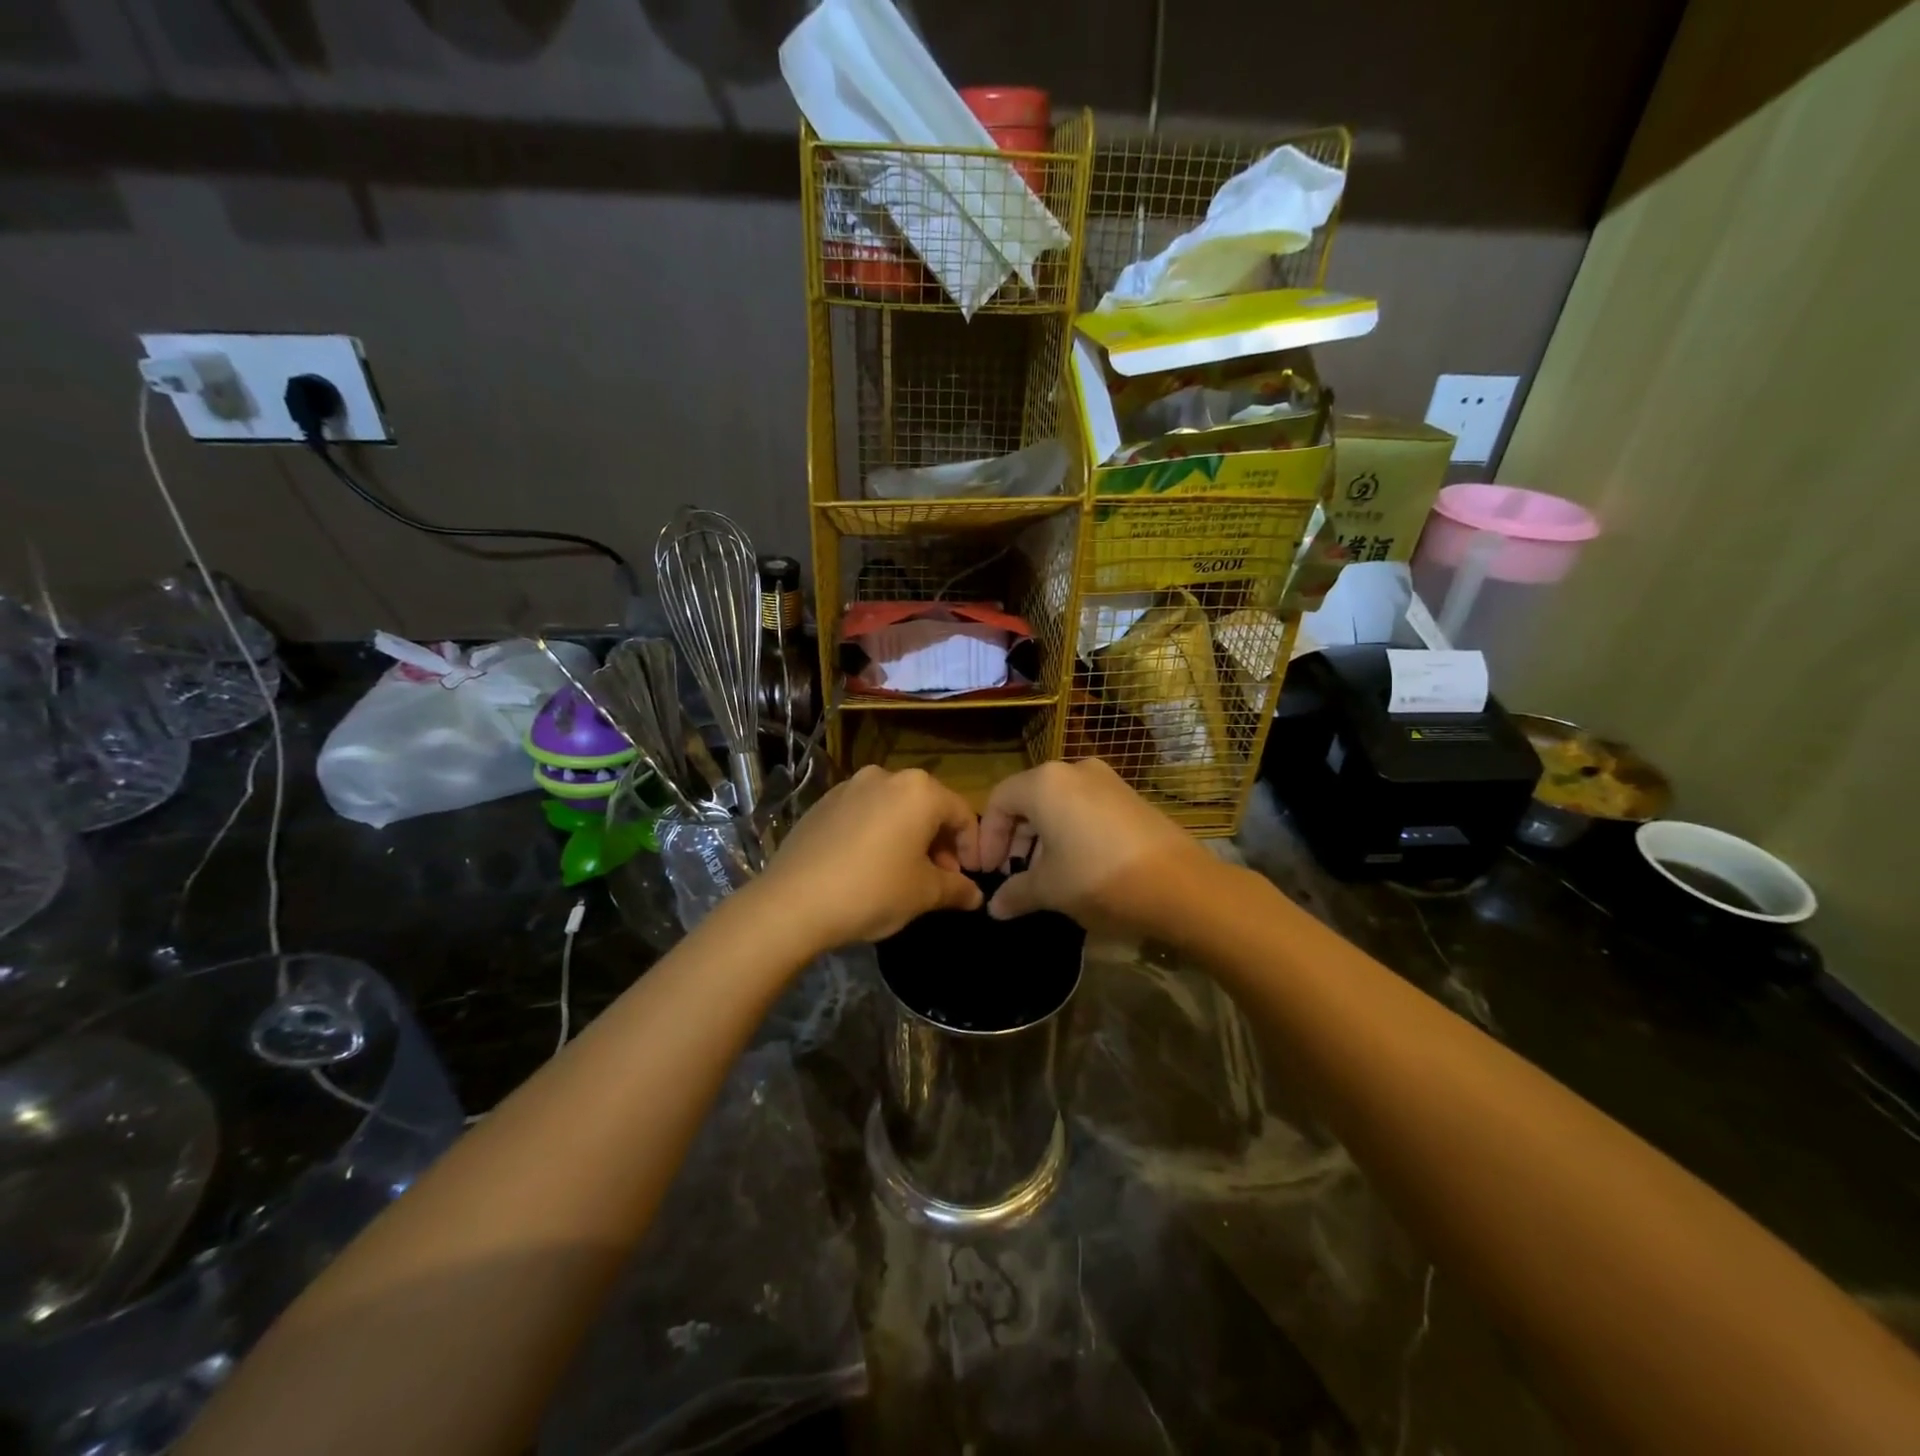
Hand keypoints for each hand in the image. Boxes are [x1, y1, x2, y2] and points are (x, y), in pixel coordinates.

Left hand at [751, 766, 982, 953]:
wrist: (792, 902)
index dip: (971, 847)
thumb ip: (957, 888)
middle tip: (941, 878)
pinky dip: (878, 833)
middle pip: (927, 806)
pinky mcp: (823, 802)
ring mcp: (850, 786)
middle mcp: (886, 776)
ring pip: (895, 808)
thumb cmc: (872, 891)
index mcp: (919, 790)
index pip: (961, 814)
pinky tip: (869, 865)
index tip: (971, 877)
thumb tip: (976, 895)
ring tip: (905, 873)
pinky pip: (864, 814)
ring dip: (909, 837)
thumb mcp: (923, 894)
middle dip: (939, 842)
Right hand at [974, 759, 1214, 933]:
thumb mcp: (1050, 890)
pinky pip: (1085, 808)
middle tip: (1012, 874)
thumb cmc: (1099, 879)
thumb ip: (1015, 893)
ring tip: (1043, 875)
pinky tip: (1077, 866)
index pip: (999, 802)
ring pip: (1058, 804)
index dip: (987, 838)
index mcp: (1045, 784)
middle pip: (1028, 799)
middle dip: (1015, 838)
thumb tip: (994, 907)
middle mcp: (1074, 770)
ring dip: (1042, 837)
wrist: (1181, 886)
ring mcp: (1107, 780)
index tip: (988, 872)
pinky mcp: (1130, 797)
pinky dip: (1070, 832)